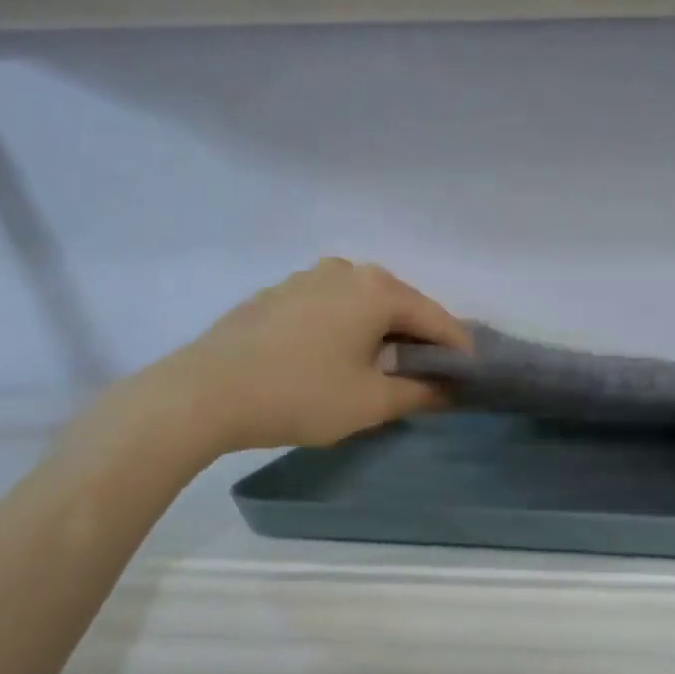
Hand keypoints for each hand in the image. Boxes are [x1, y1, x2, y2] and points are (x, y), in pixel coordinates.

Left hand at [167, 259, 471, 452]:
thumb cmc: (299, 395)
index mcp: (378, 290)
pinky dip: (347, 326)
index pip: (437, 319)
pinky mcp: (280, 292)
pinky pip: (331, 305)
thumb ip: (420, 393)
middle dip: (419, 338)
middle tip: (428, 375)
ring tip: (381, 366)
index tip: (469, 377)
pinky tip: (335, 355)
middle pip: (401, 304)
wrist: (205, 391)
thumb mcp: (369, 403)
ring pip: (364, 302)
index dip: (458, 350)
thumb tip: (451, 390)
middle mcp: (347, 270)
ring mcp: (308, 277)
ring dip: (382, 330)